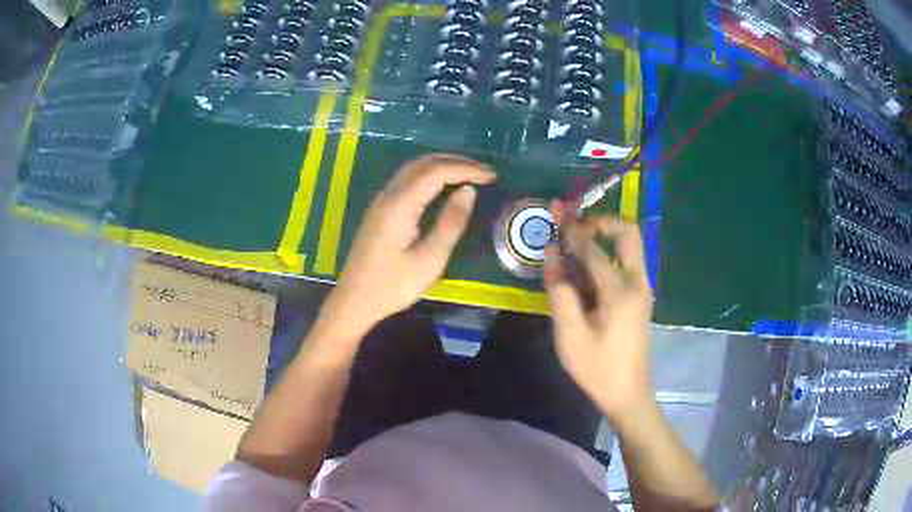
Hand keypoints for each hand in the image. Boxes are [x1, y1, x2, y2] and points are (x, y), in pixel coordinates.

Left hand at [317, 154, 495, 339]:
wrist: (354, 301)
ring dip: (443, 165)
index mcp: (400, 205)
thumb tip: (468, 191)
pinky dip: (430, 175)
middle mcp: (389, 195)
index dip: (466, 169)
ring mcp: (382, 201)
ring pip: (414, 168)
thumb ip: (450, 223)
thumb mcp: (430, 260)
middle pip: (424, 163)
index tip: (491, 176)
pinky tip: (444, 185)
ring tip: (470, 174)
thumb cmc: (393, 286)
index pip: (436, 171)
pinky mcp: (381, 210)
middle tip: (485, 172)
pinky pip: (408, 179)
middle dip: (456, 162)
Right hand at [543, 214, 653, 420]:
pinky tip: (583, 273)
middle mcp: (637, 281)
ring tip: (572, 247)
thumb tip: (552, 254)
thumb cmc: (598, 368)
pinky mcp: (639, 297)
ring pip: (628, 246)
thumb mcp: (570, 335)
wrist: (628, 393)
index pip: (594, 248)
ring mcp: (642, 288)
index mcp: (620, 290)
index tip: (555, 219)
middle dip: (601, 222)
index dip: (571, 232)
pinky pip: (624, 263)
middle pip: (628, 232)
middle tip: (575, 229)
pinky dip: (605, 257)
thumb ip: (560, 291)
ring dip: (602, 238)